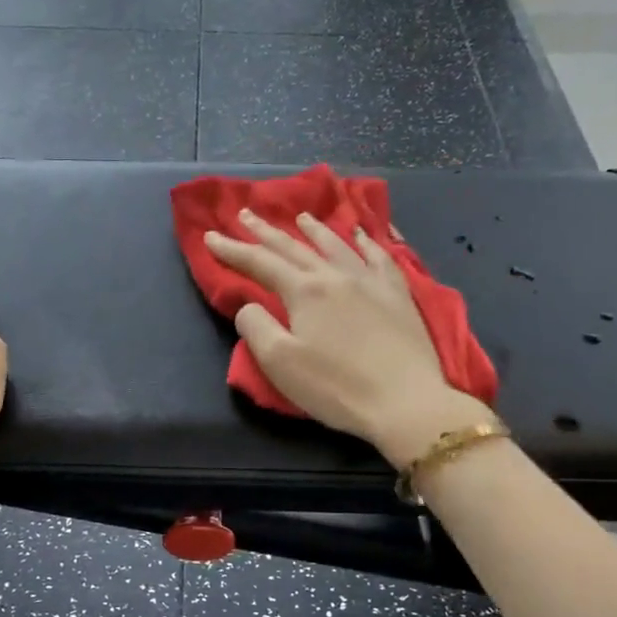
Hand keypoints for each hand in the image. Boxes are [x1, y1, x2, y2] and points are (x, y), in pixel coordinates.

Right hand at [205, 210, 495, 466]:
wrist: (406, 402)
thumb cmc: (336, 387)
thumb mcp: (280, 363)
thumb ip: (256, 327)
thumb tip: (249, 304)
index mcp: (304, 291)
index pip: (260, 263)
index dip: (233, 250)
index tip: (210, 237)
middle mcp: (336, 276)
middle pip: (294, 247)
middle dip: (266, 231)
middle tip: (245, 214)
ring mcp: (371, 282)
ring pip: (337, 245)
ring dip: (314, 230)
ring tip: (301, 217)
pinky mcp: (398, 295)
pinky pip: (379, 256)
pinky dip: (365, 241)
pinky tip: (360, 236)